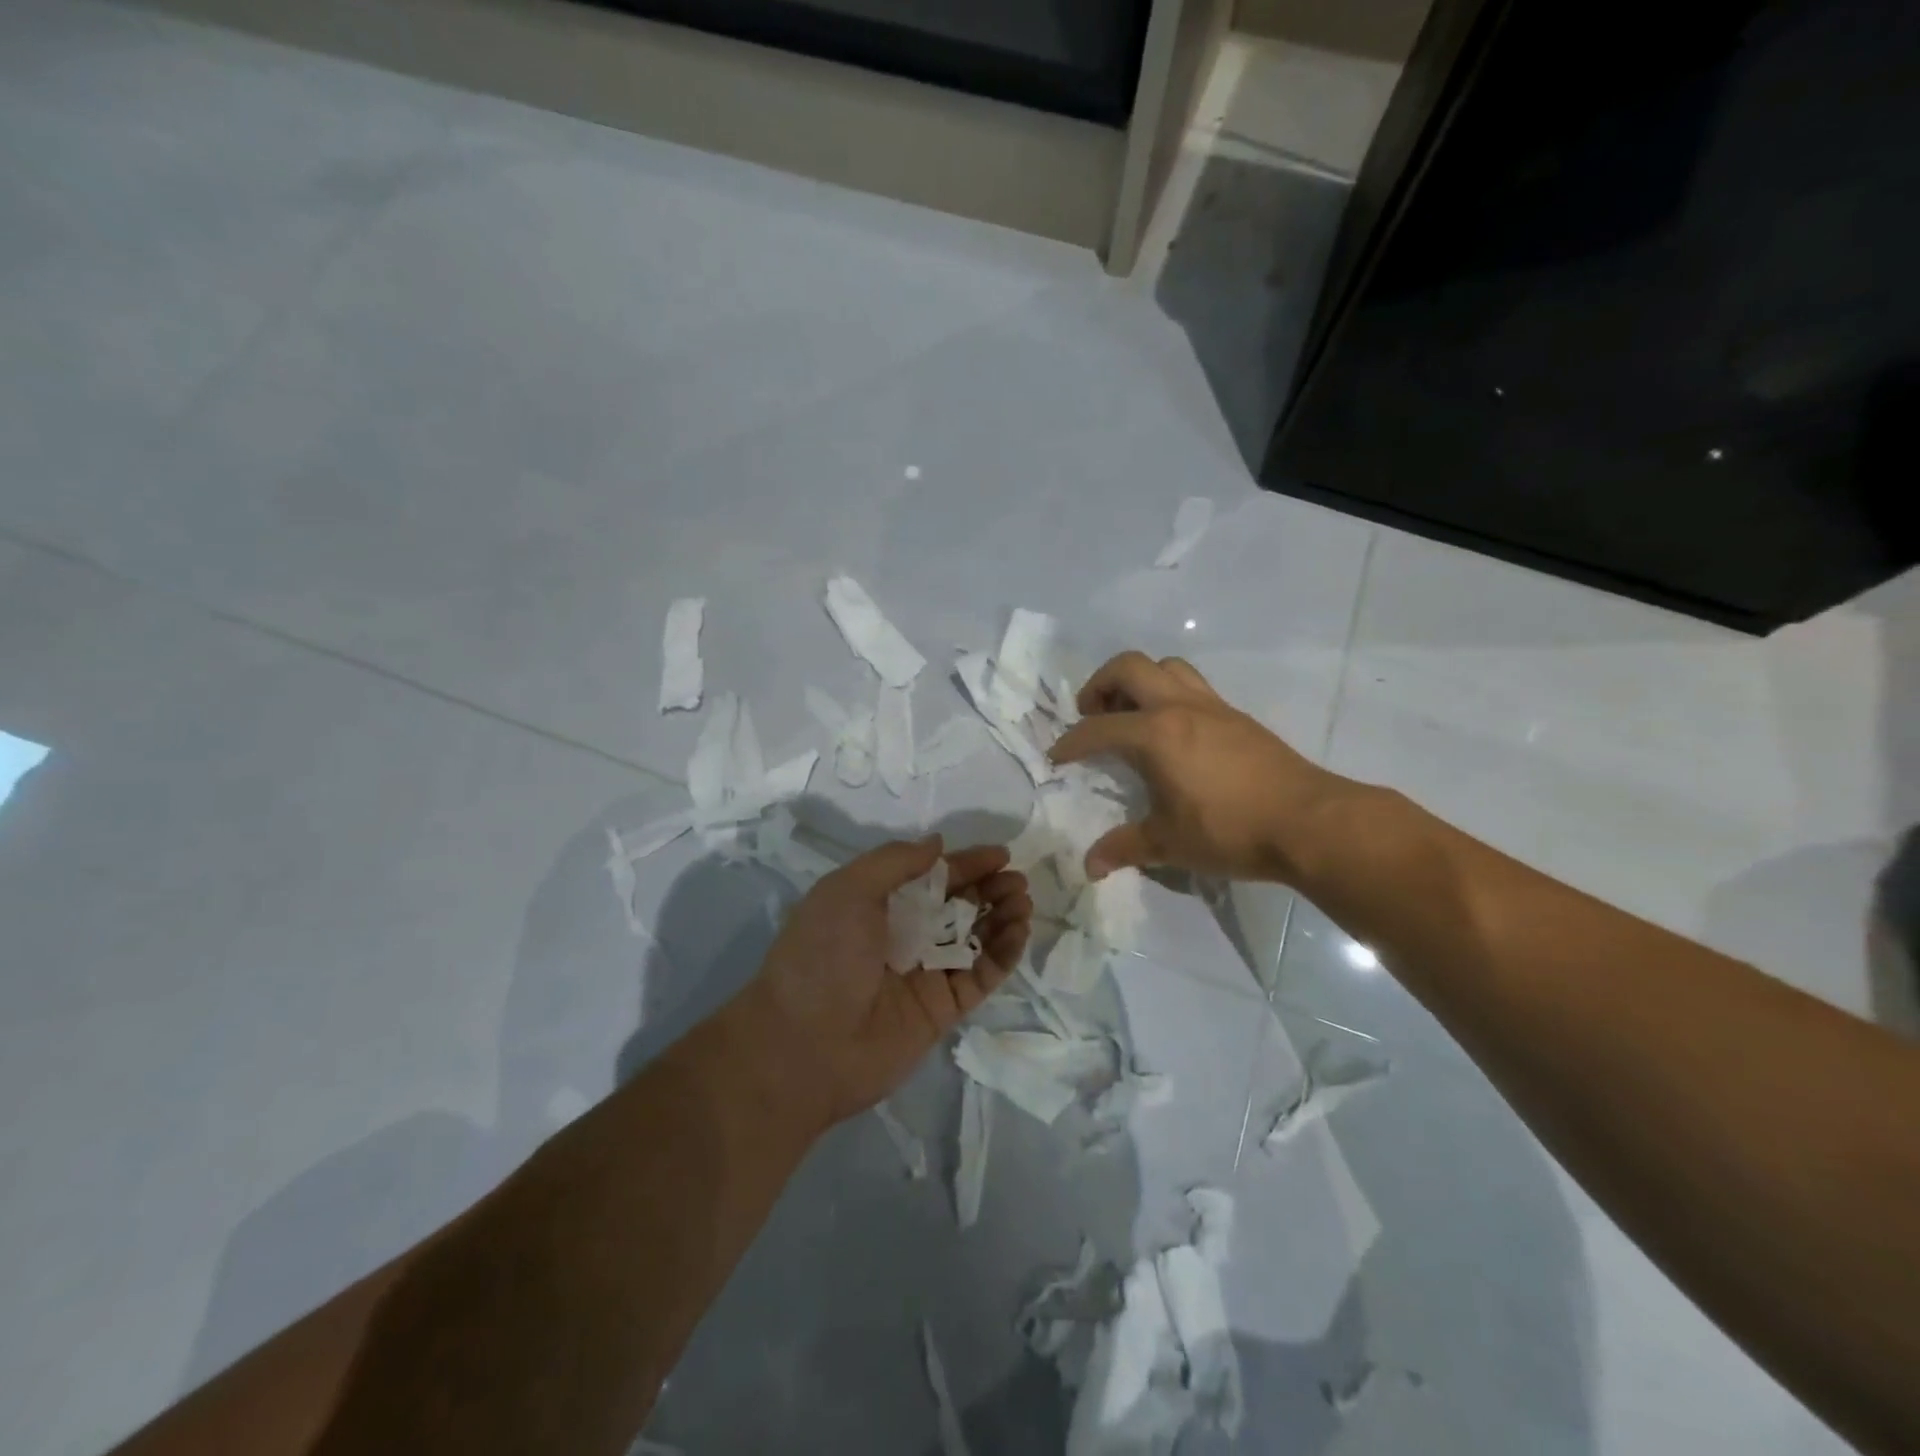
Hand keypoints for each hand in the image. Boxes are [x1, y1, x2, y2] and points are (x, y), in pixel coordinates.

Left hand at [746, 837, 1031, 1126]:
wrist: (805, 1044)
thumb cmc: (823, 955)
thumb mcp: (847, 890)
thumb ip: (895, 861)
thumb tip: (937, 844)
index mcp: (879, 905)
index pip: (933, 877)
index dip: (967, 864)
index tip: (1001, 855)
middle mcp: (905, 936)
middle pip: (959, 905)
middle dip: (990, 889)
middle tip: (1017, 881)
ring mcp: (926, 973)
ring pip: (976, 938)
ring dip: (1002, 917)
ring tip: (1022, 902)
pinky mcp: (944, 1008)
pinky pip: (981, 975)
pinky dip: (1003, 954)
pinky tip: (1019, 931)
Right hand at [1049, 651, 1356, 883]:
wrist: (1309, 822)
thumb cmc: (1230, 830)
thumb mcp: (1169, 843)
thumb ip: (1125, 848)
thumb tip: (1090, 867)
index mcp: (1155, 734)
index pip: (1098, 728)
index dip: (1070, 742)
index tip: (1057, 757)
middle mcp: (1180, 707)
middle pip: (1129, 667)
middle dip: (1100, 685)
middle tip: (1092, 715)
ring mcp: (1213, 707)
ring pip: (1167, 666)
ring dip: (1139, 681)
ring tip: (1131, 715)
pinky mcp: (1237, 716)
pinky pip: (1193, 685)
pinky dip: (1170, 694)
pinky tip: (1172, 732)